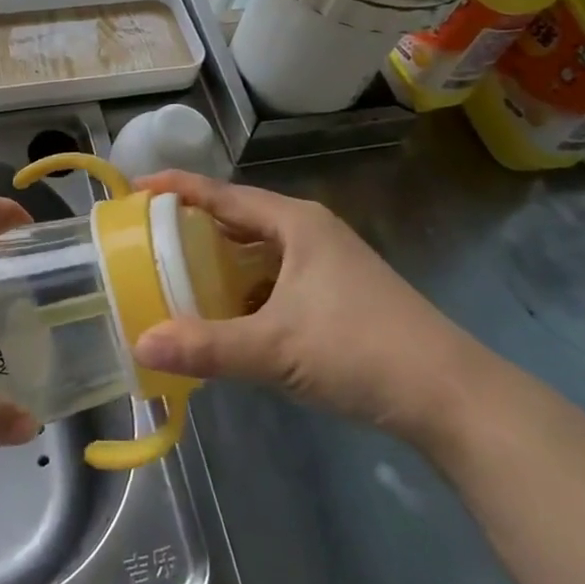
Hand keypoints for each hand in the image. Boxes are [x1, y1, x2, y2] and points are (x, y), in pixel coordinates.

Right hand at [129, 172, 486, 446]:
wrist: (450, 395)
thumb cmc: (359, 350)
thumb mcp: (275, 348)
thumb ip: (206, 346)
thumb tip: (140, 343)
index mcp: (295, 223)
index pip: (223, 194)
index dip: (177, 188)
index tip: (135, 188)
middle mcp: (310, 231)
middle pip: (239, 218)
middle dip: (194, 226)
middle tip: (148, 237)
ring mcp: (328, 262)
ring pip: (259, 251)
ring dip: (221, 260)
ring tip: (178, 274)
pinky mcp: (338, 293)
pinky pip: (276, 277)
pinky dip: (245, 288)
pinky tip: (227, 314)